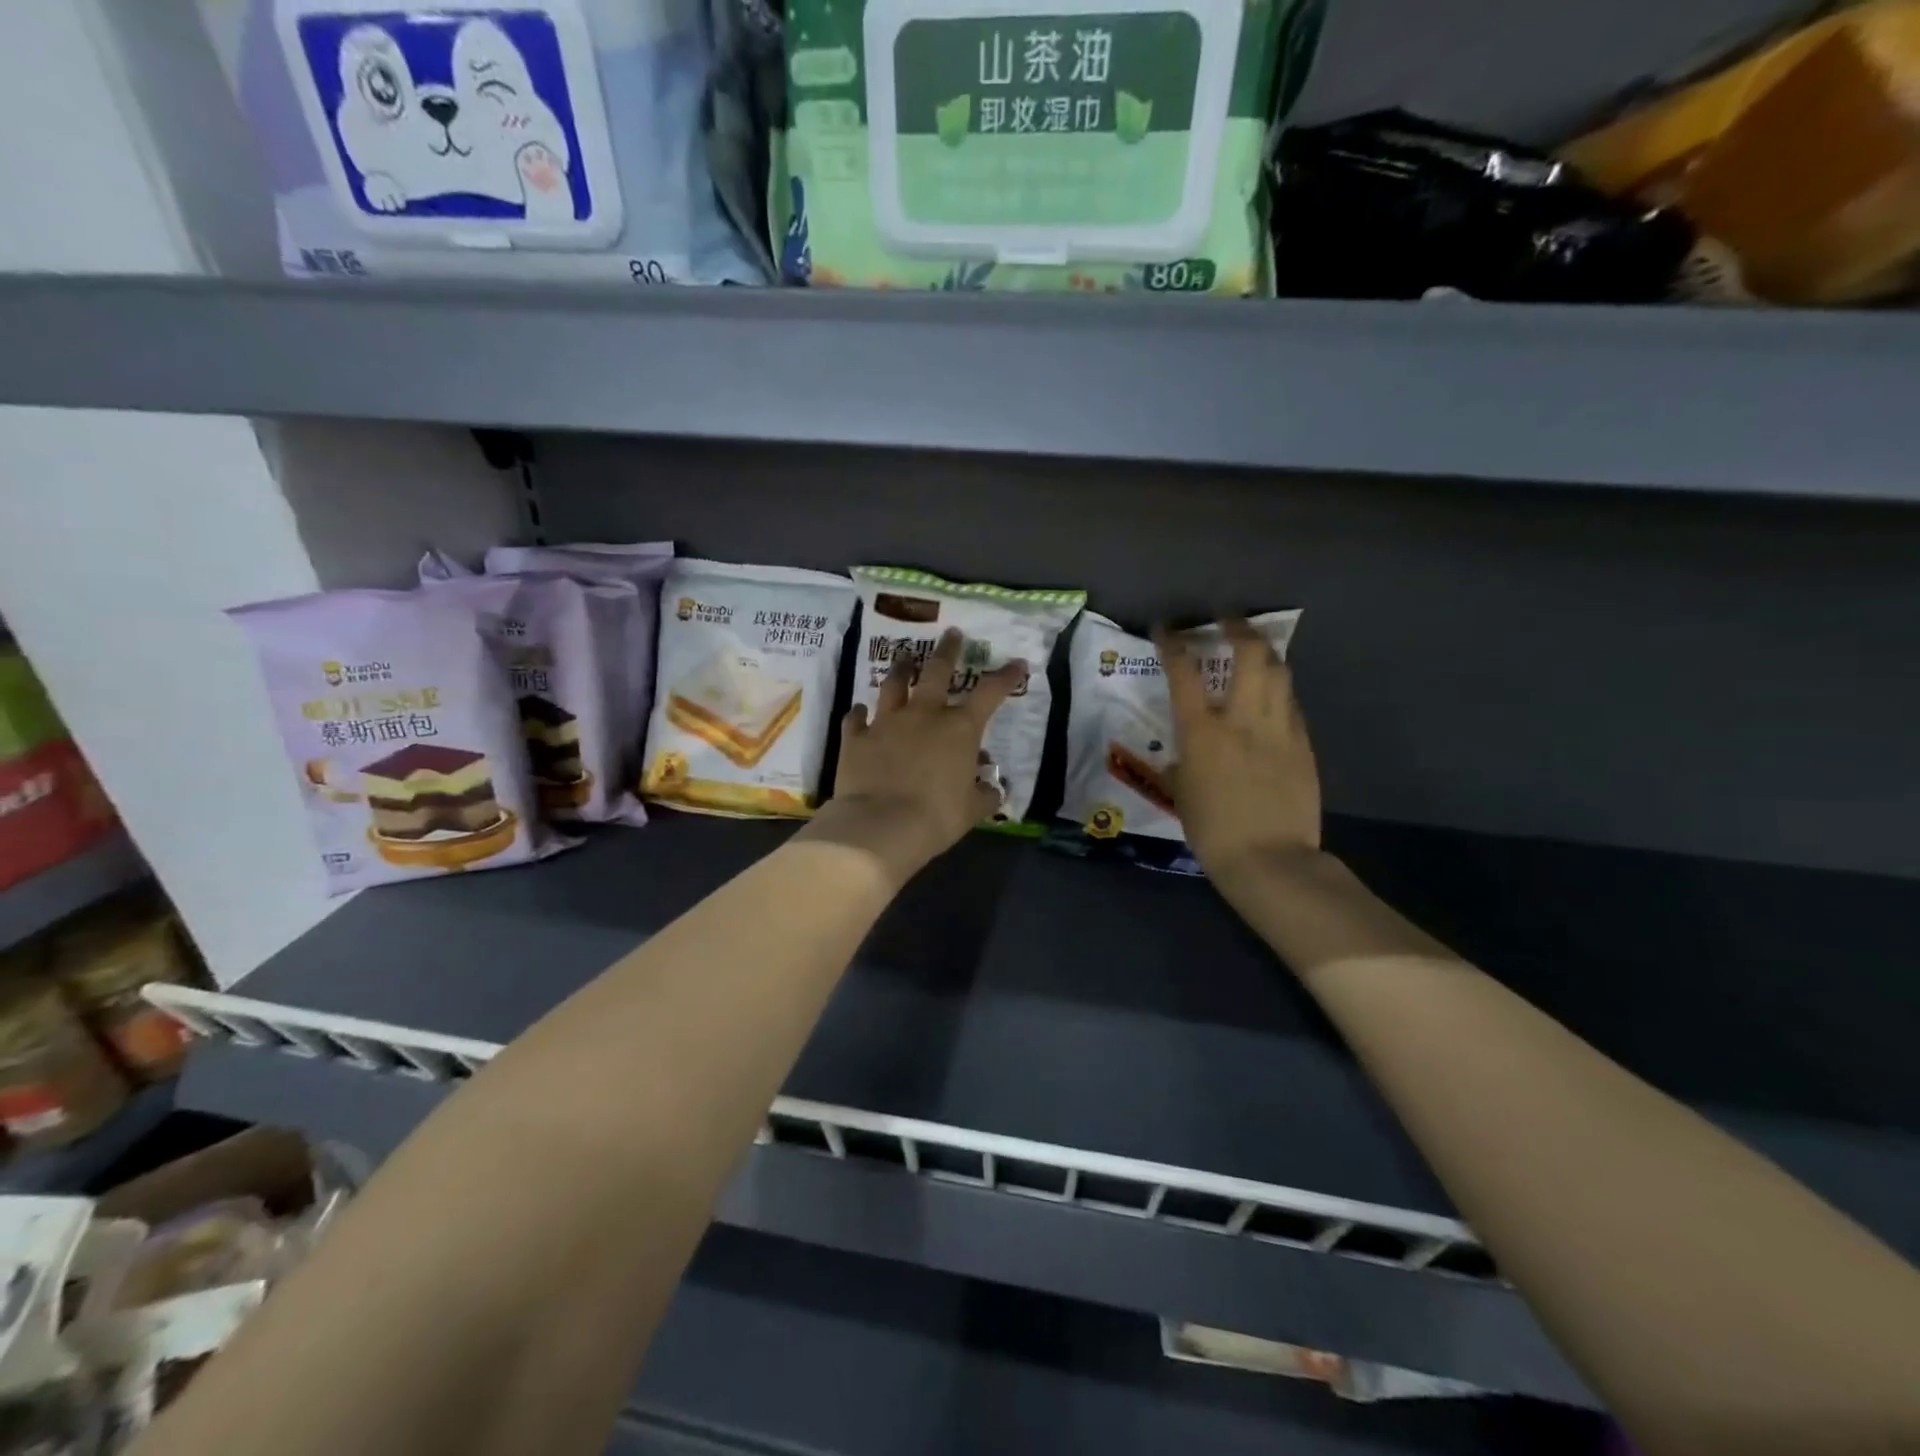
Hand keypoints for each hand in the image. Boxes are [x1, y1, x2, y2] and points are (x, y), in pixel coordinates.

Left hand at [805, 629, 1027, 878]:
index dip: (1006, 676)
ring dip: (900, 670)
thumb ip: (984, 793)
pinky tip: (859, 711)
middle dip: (947, 650)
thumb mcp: (972, 810)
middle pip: (936, 671)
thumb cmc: (936, 817)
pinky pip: (855, 718)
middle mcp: (924, 714)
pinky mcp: (856, 737)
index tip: (1016, 663)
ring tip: (904, 659)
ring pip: (893, 685)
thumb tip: (991, 786)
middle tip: (951, 634)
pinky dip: (859, 714)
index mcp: (959, 729)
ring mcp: (886, 722)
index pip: (990, 693)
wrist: (880, 825)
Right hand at [1156, 619, 1320, 885]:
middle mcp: (1243, 719)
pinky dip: (1278, 692)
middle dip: (1238, 629)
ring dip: (1264, 654)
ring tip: (1254, 651)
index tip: (1167, 629)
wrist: (1270, 860)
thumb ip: (1183, 761)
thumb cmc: (1212, 832)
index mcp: (1202, 733)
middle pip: (1249, 654)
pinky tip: (1272, 699)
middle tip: (1227, 622)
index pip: (1184, 673)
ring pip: (1279, 672)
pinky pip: (1291, 705)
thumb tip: (1186, 752)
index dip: (1173, 644)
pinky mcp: (1303, 745)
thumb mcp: (1182, 793)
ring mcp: (1279, 729)